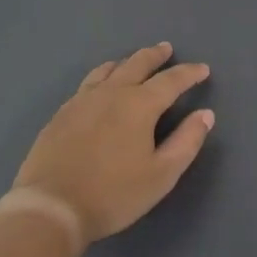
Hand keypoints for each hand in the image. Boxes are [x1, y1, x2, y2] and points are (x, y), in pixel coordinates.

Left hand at [13, 43, 214, 241]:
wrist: (51, 206)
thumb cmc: (113, 194)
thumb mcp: (161, 175)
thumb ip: (186, 142)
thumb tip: (205, 115)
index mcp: (139, 105)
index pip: (171, 81)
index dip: (189, 74)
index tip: (202, 69)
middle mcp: (111, 93)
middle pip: (137, 64)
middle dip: (155, 56)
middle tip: (166, 49)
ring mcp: (82, 100)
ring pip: (108, 70)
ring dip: (126, 62)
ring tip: (133, 62)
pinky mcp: (62, 113)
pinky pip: (87, 83)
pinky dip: (102, 76)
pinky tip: (100, 87)